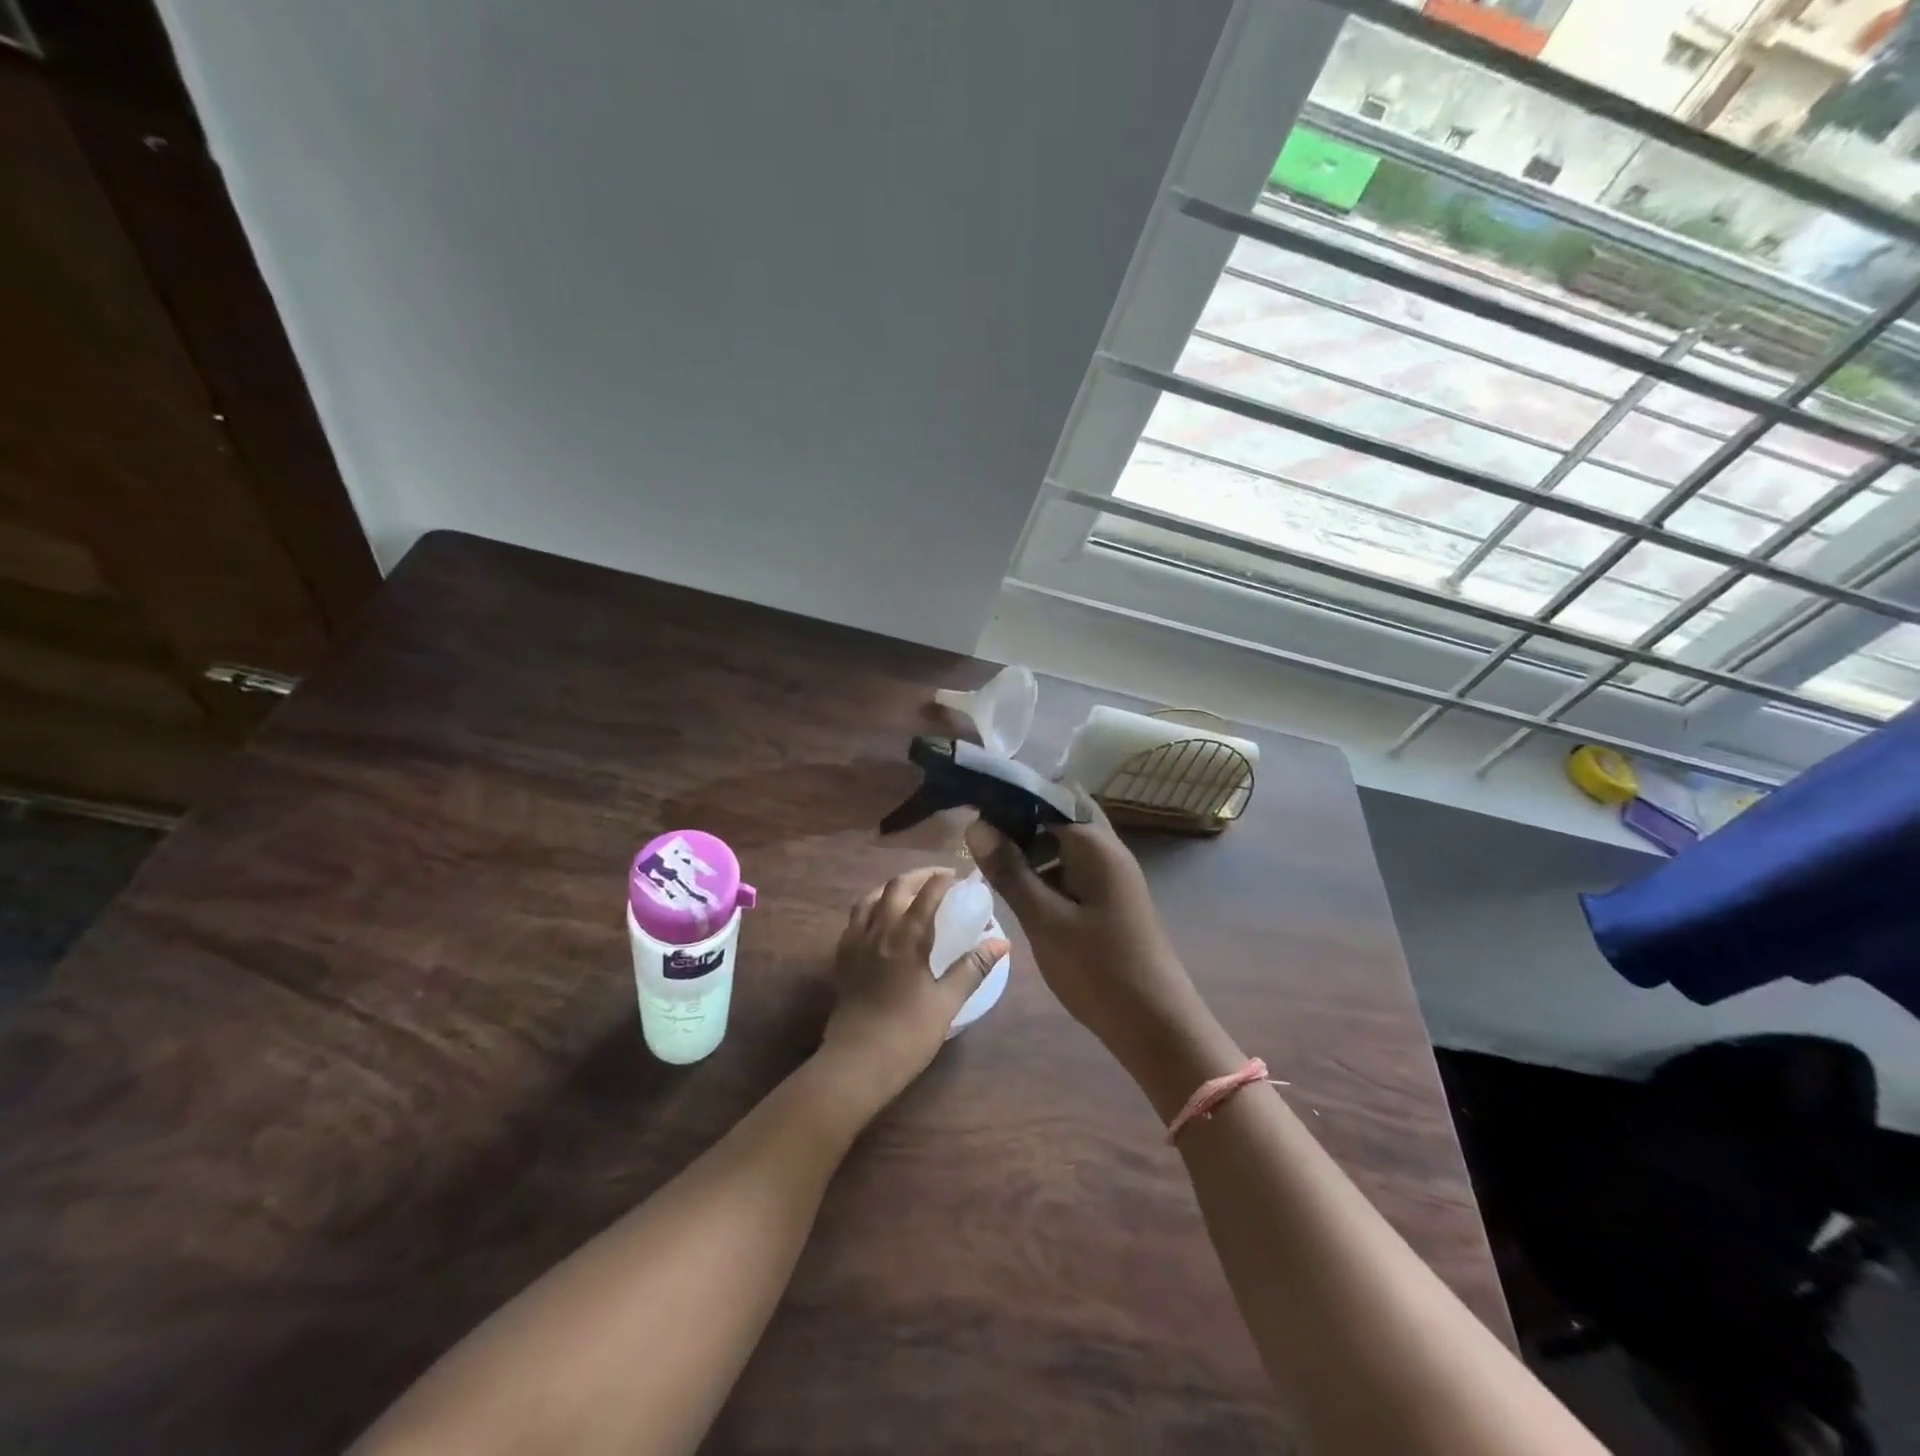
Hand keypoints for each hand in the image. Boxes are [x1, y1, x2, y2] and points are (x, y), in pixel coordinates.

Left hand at [820, 867, 1007, 1107]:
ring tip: (909, 894)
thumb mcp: (947, 1001)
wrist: (857, 1063)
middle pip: (896, 887)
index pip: (927, 893)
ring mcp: (855, 942)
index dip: (944, 880)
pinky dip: (871, 908)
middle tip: (939, 880)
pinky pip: (855, 919)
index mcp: (906, 936)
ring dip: (892, 889)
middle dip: (919, 876)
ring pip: (870, 898)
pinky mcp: (842, 957)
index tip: (961, 879)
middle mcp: (878, 930)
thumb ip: (974, 967)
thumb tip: (1002, 942)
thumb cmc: (908, 1034)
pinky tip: (880, 922)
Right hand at [964, 801, 1198, 1066]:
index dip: (1012, 793)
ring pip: (1068, 840)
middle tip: (981, 831)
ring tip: (993, 859)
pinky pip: (1075, 865)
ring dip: (1034, 843)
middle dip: (1022, 817)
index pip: (1050, 794)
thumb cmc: (1098, 969)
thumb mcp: (1044, 920)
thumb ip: (1010, 871)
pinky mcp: (1111, 896)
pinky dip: (1048, 867)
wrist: (1155, 1023)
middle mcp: (1108, 848)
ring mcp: (1113, 873)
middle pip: (1061, 813)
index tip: (974, 801)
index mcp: (1095, 844)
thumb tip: (975, 824)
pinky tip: (1022, 888)